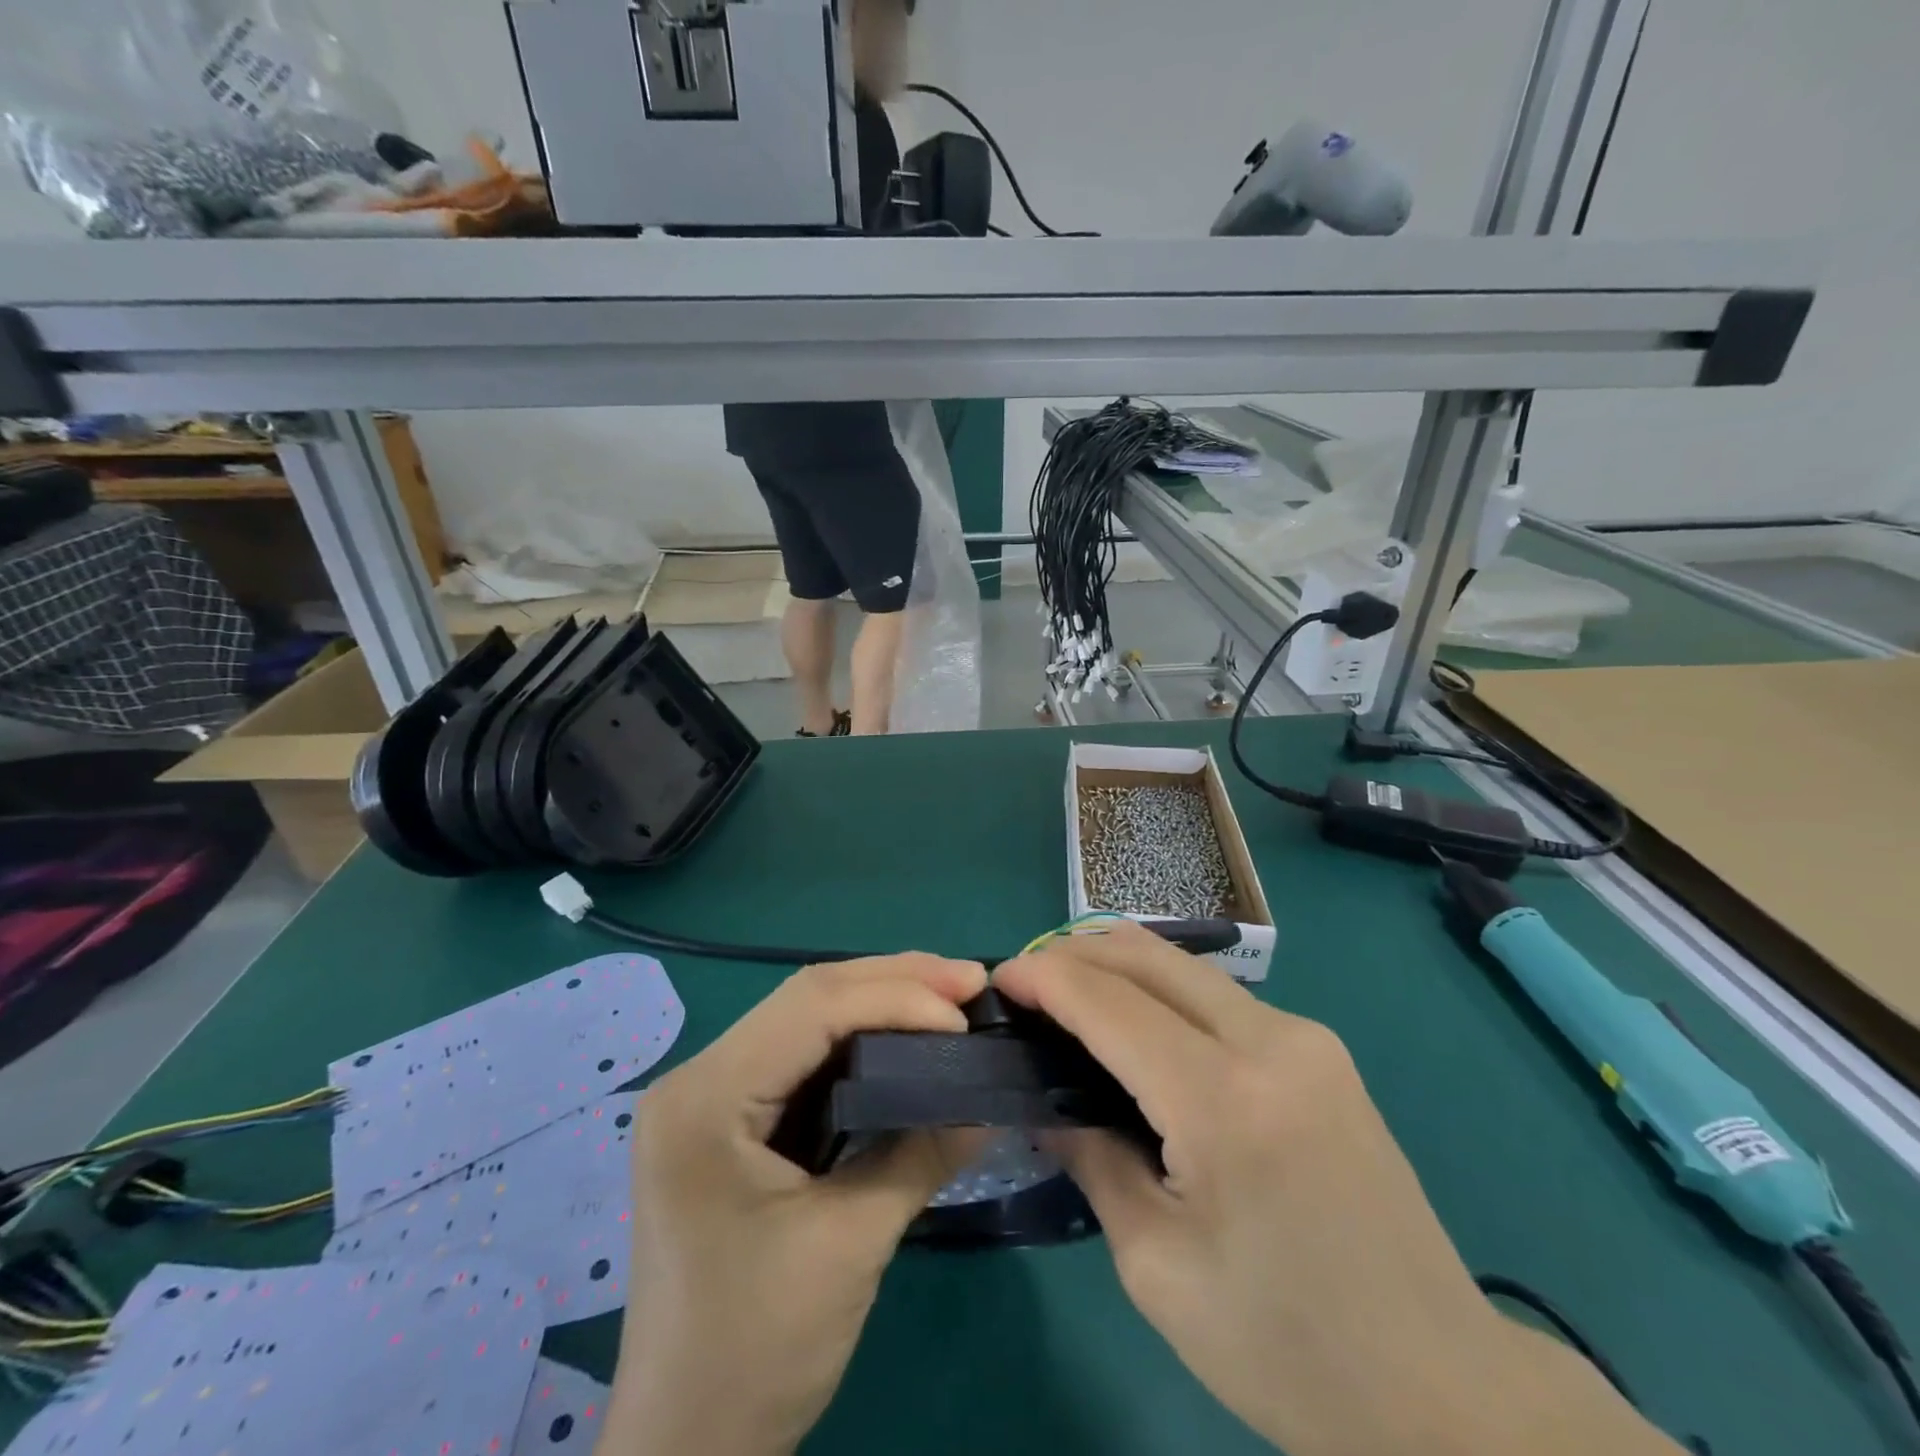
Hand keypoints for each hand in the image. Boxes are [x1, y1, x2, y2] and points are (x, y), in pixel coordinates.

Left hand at [602, 955, 987, 1455]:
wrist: (686, 1451)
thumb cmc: (756, 1352)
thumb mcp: (850, 1245)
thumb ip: (921, 1154)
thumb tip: (991, 1099)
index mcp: (706, 1098)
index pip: (812, 1010)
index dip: (895, 998)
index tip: (964, 1016)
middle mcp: (699, 1077)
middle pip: (808, 998)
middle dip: (894, 981)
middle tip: (968, 981)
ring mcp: (710, 1096)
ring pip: (808, 1019)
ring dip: (881, 1002)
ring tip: (949, 997)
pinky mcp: (730, 1120)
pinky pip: (803, 1057)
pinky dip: (860, 1041)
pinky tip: (905, 1037)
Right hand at [994, 922, 1678, 1455]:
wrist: (1444, 1392)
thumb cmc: (1286, 1347)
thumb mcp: (1158, 1267)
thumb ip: (1093, 1158)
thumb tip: (1047, 1101)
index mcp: (1225, 1101)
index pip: (1110, 1002)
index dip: (1045, 977)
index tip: (998, 978)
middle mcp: (1272, 1042)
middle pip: (1149, 956)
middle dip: (1076, 953)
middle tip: (1027, 982)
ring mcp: (1307, 1038)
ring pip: (1185, 965)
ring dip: (1118, 964)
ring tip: (1070, 997)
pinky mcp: (1322, 1050)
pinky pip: (1218, 994)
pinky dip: (1161, 990)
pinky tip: (1136, 1024)